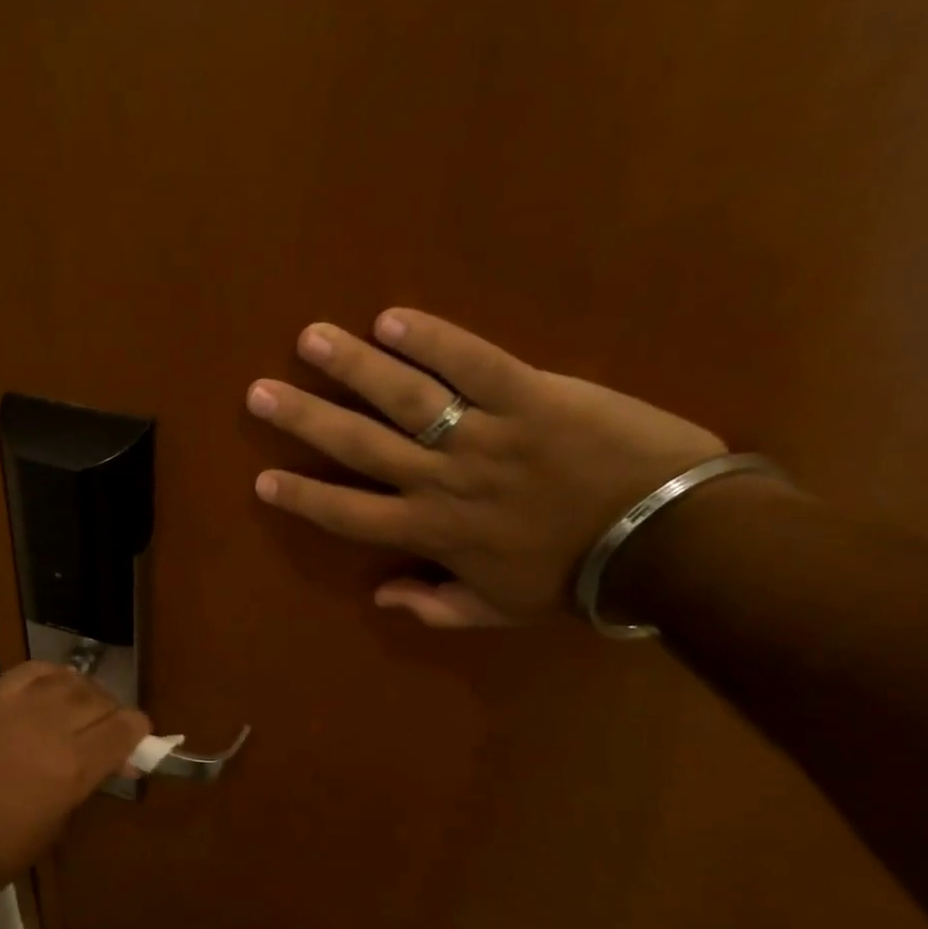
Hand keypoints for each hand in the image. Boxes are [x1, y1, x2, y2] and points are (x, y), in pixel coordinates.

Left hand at [0, 662, 148, 901]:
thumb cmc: (3, 850)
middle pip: (100, 699)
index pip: (124, 727)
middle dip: (113, 713)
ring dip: (84, 693)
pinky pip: (30, 672)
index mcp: (73, 766)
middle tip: (109, 730)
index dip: (138, 731)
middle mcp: (49, 726)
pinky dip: (50, 677)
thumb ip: (90, 780)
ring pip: (69, 680)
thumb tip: (116, 760)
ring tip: (80, 709)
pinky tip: (52, 690)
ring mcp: (15, 708)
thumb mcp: (61, 822)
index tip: (137, 739)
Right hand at [246, 308, 725, 625]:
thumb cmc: (576, 578)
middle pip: (359, 446)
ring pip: (404, 397)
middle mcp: (442, 480)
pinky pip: (474, 363)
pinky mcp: (532, 395)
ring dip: (352, 367)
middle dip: (305, 419)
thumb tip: (380, 598)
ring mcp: (484, 434)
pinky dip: (434, 339)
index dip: (303, 497)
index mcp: (432, 532)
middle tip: (259, 393)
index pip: (348, 515)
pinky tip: (392, 319)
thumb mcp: (500, 609)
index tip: (262, 479)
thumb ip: (436, 607)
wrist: (668, 542)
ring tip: (311, 339)